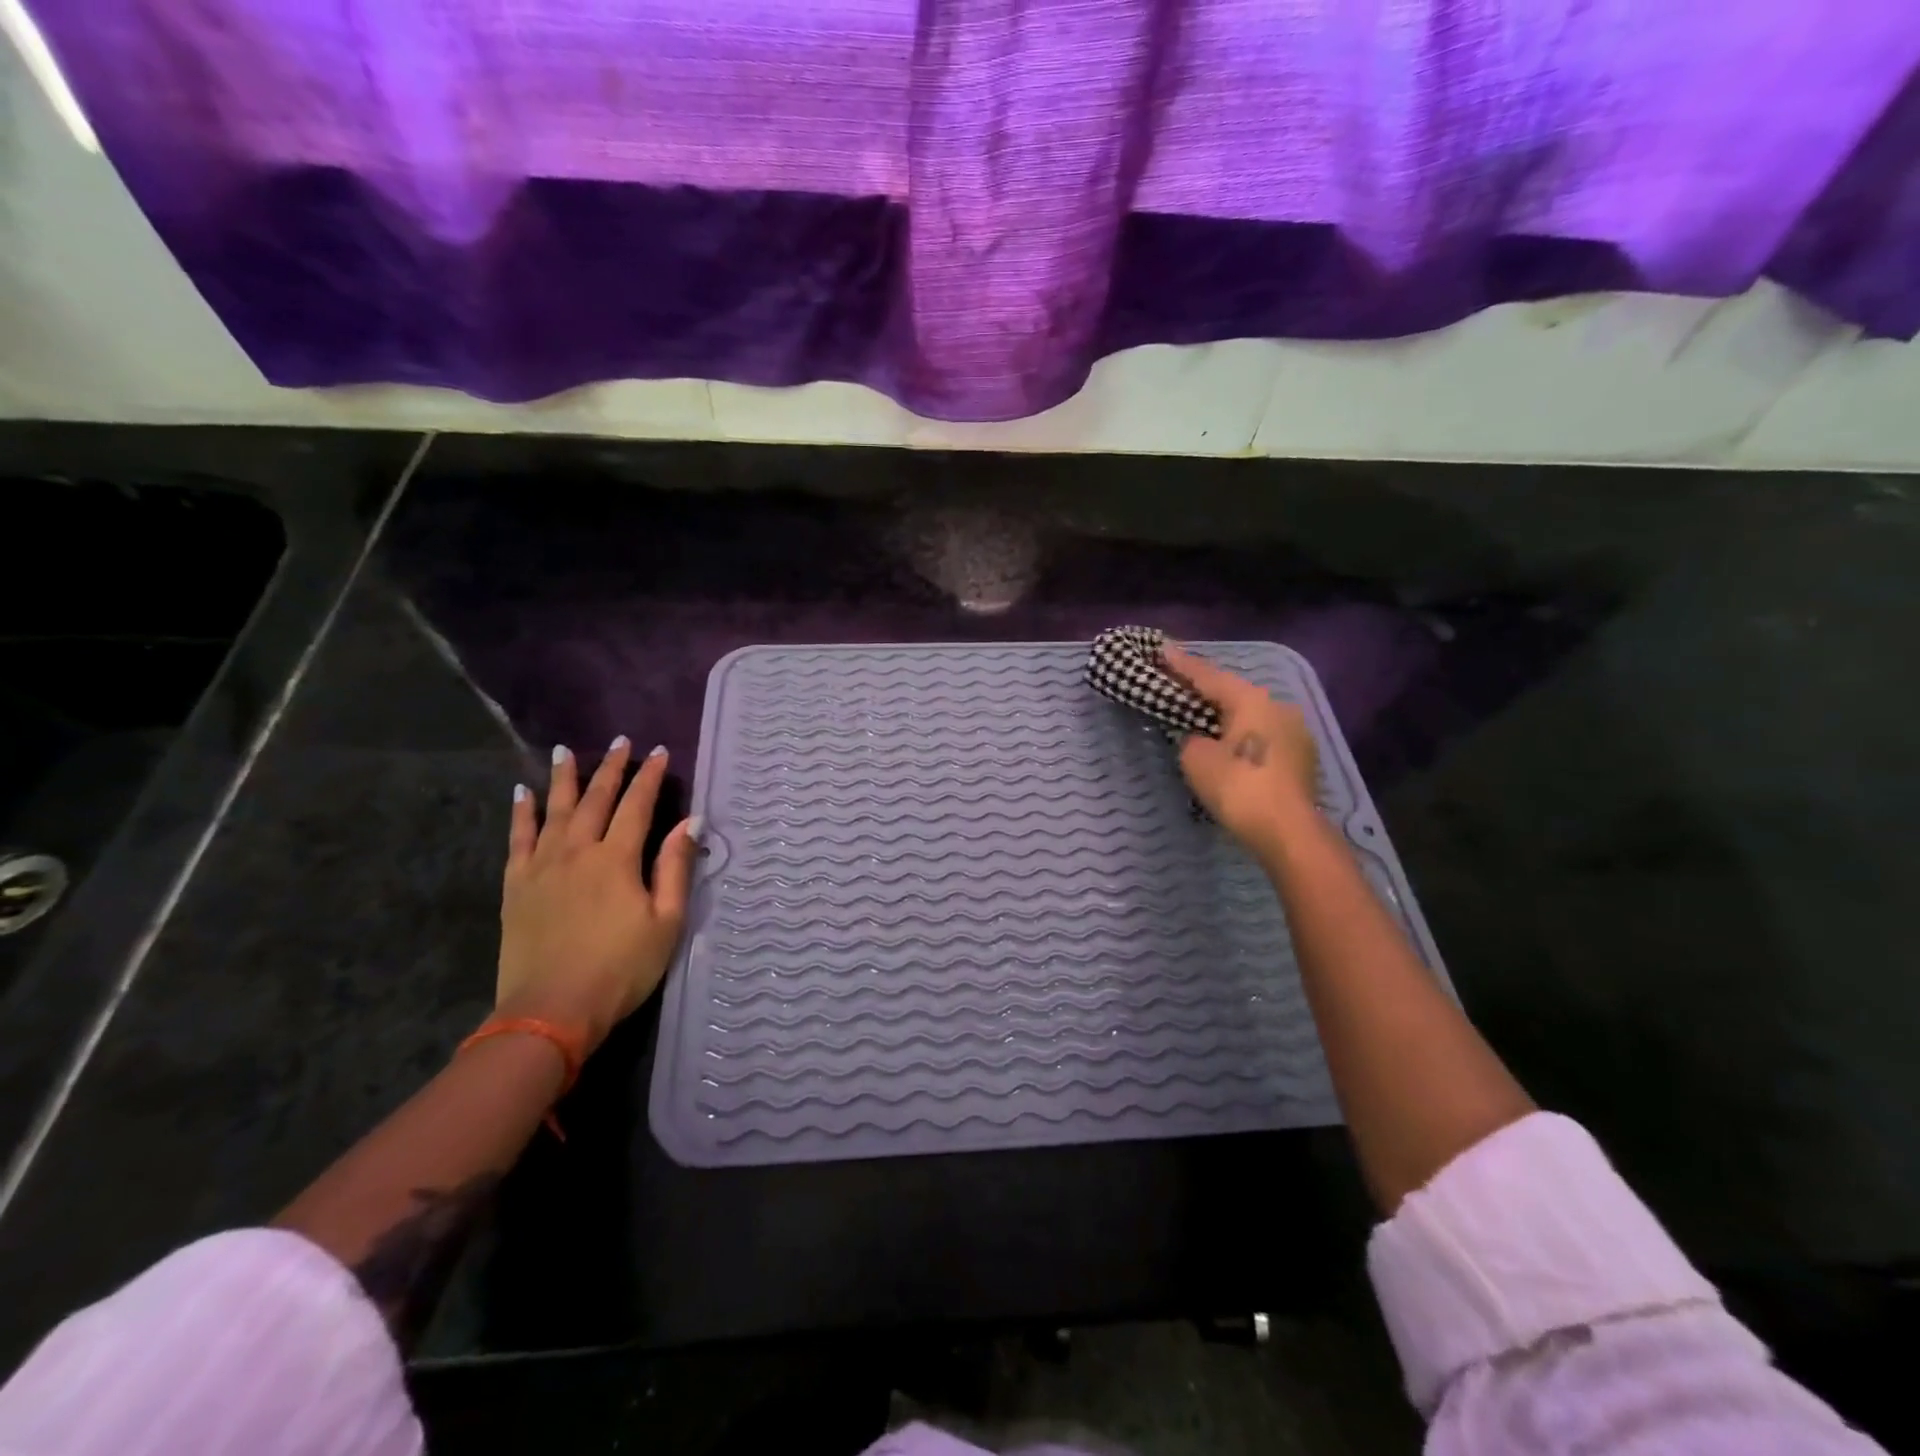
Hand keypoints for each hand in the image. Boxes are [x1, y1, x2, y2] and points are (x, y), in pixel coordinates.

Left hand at [497, 738, 697, 1053]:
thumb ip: (675, 868)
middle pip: (596, 799)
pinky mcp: (517, 885)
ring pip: (554, 809)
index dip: (650, 777)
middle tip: (620, 742)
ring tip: (566, 750)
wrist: (551, 1010)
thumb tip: (689, 823)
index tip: (660, 752)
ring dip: (563, 777)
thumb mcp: (666, 922)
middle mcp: (577, 851)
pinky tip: (522, 793)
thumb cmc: (621, 969)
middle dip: (610, 768)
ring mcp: (542, 866)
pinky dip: (521, 812)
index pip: (637, 806)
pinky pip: (518, 838)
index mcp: (617, 859)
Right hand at [1161, 644, 1320, 859]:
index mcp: (1251, 699)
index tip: (1161, 648)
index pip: (1208, 676)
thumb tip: (1200, 738)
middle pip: (1233, 692)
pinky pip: (1262, 735)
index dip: (1181, 664)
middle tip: (1178, 683)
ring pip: (1250, 715)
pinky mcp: (1301, 757)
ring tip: (1201, 714)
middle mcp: (1277, 706)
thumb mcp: (1196, 759)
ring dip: (1225, 714)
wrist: (1289, 832)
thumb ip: (1191, 738)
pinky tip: (1228, 743)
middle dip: (1205, 689)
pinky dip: (1241, 735)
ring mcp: (1295, 732)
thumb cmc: (1238, 787)